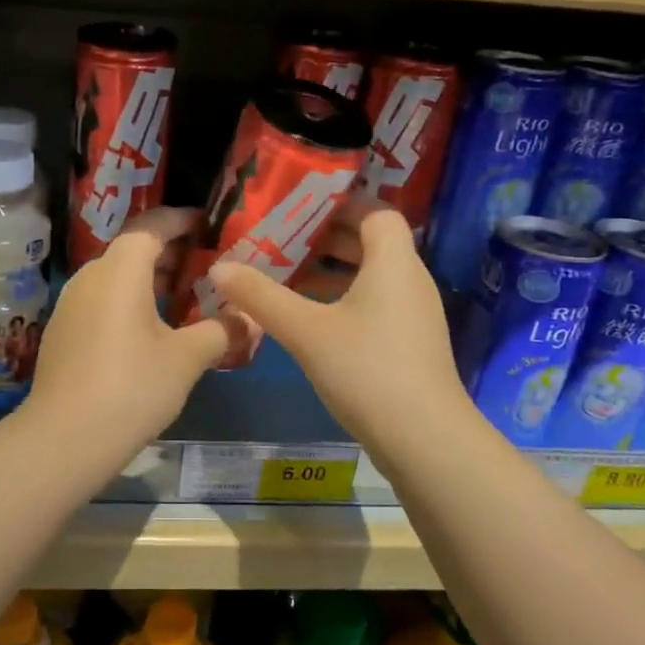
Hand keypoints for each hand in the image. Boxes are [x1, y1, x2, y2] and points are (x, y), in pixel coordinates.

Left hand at [26, 208, 239, 447]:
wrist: (66, 438)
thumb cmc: (133, 386)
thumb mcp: (187, 359)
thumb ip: (222, 331)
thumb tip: (250, 319)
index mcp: (120, 270)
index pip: (152, 225)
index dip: (181, 220)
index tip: (208, 225)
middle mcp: (90, 276)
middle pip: (131, 249)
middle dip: (168, 252)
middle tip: (203, 264)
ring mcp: (70, 305)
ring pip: (114, 277)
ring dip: (147, 280)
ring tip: (181, 298)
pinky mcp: (61, 333)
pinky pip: (100, 302)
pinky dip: (127, 302)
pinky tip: (147, 332)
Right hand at [208, 198, 463, 449]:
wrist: (425, 440)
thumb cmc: (367, 370)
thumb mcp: (305, 331)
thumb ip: (260, 296)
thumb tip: (219, 267)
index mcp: (393, 262)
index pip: (376, 211)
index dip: (340, 204)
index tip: (299, 207)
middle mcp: (410, 280)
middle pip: (371, 242)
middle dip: (326, 238)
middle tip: (281, 238)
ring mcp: (414, 314)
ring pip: (371, 276)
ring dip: (332, 271)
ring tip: (286, 275)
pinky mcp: (410, 344)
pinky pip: (375, 304)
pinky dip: (343, 299)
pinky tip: (309, 319)